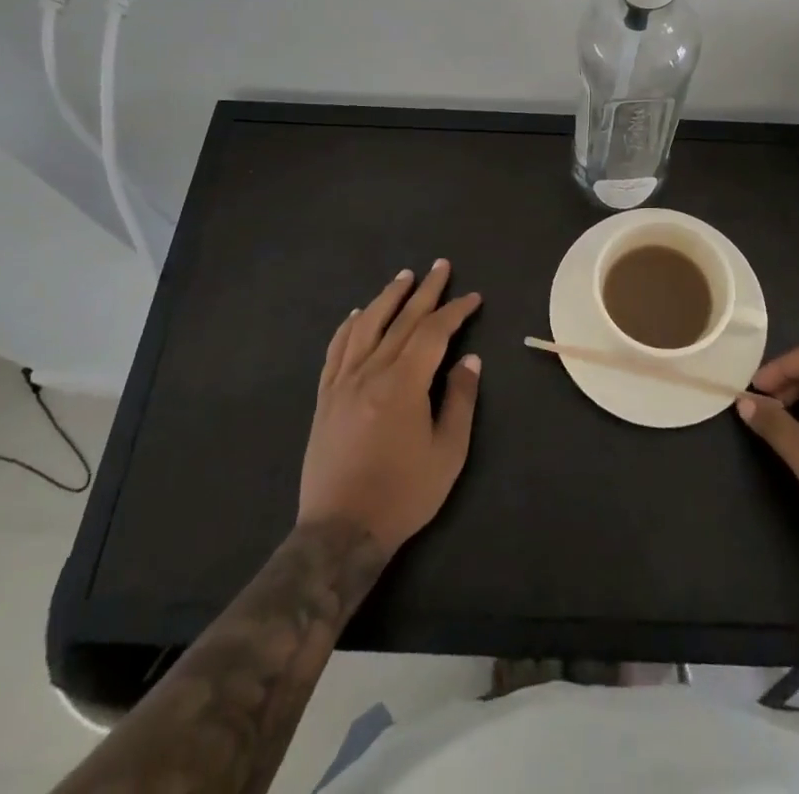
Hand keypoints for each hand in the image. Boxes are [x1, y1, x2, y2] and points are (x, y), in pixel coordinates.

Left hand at [297, 261, 482, 554]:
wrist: (340, 531)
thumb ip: (459, 401)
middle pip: (401, 320)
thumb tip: (470, 360)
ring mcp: (343, 382)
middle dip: (425, 290)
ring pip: (366, 326)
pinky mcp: (325, 397)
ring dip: (387, 298)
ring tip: (403, 277)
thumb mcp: (447, 453)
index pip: (433, 332)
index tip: (473, 298)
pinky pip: (336, 350)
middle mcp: (371, 372)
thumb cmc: (402, 494)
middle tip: (441, 266)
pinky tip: (356, 313)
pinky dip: (349, 326)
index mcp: (403, 383)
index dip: (455, 311)